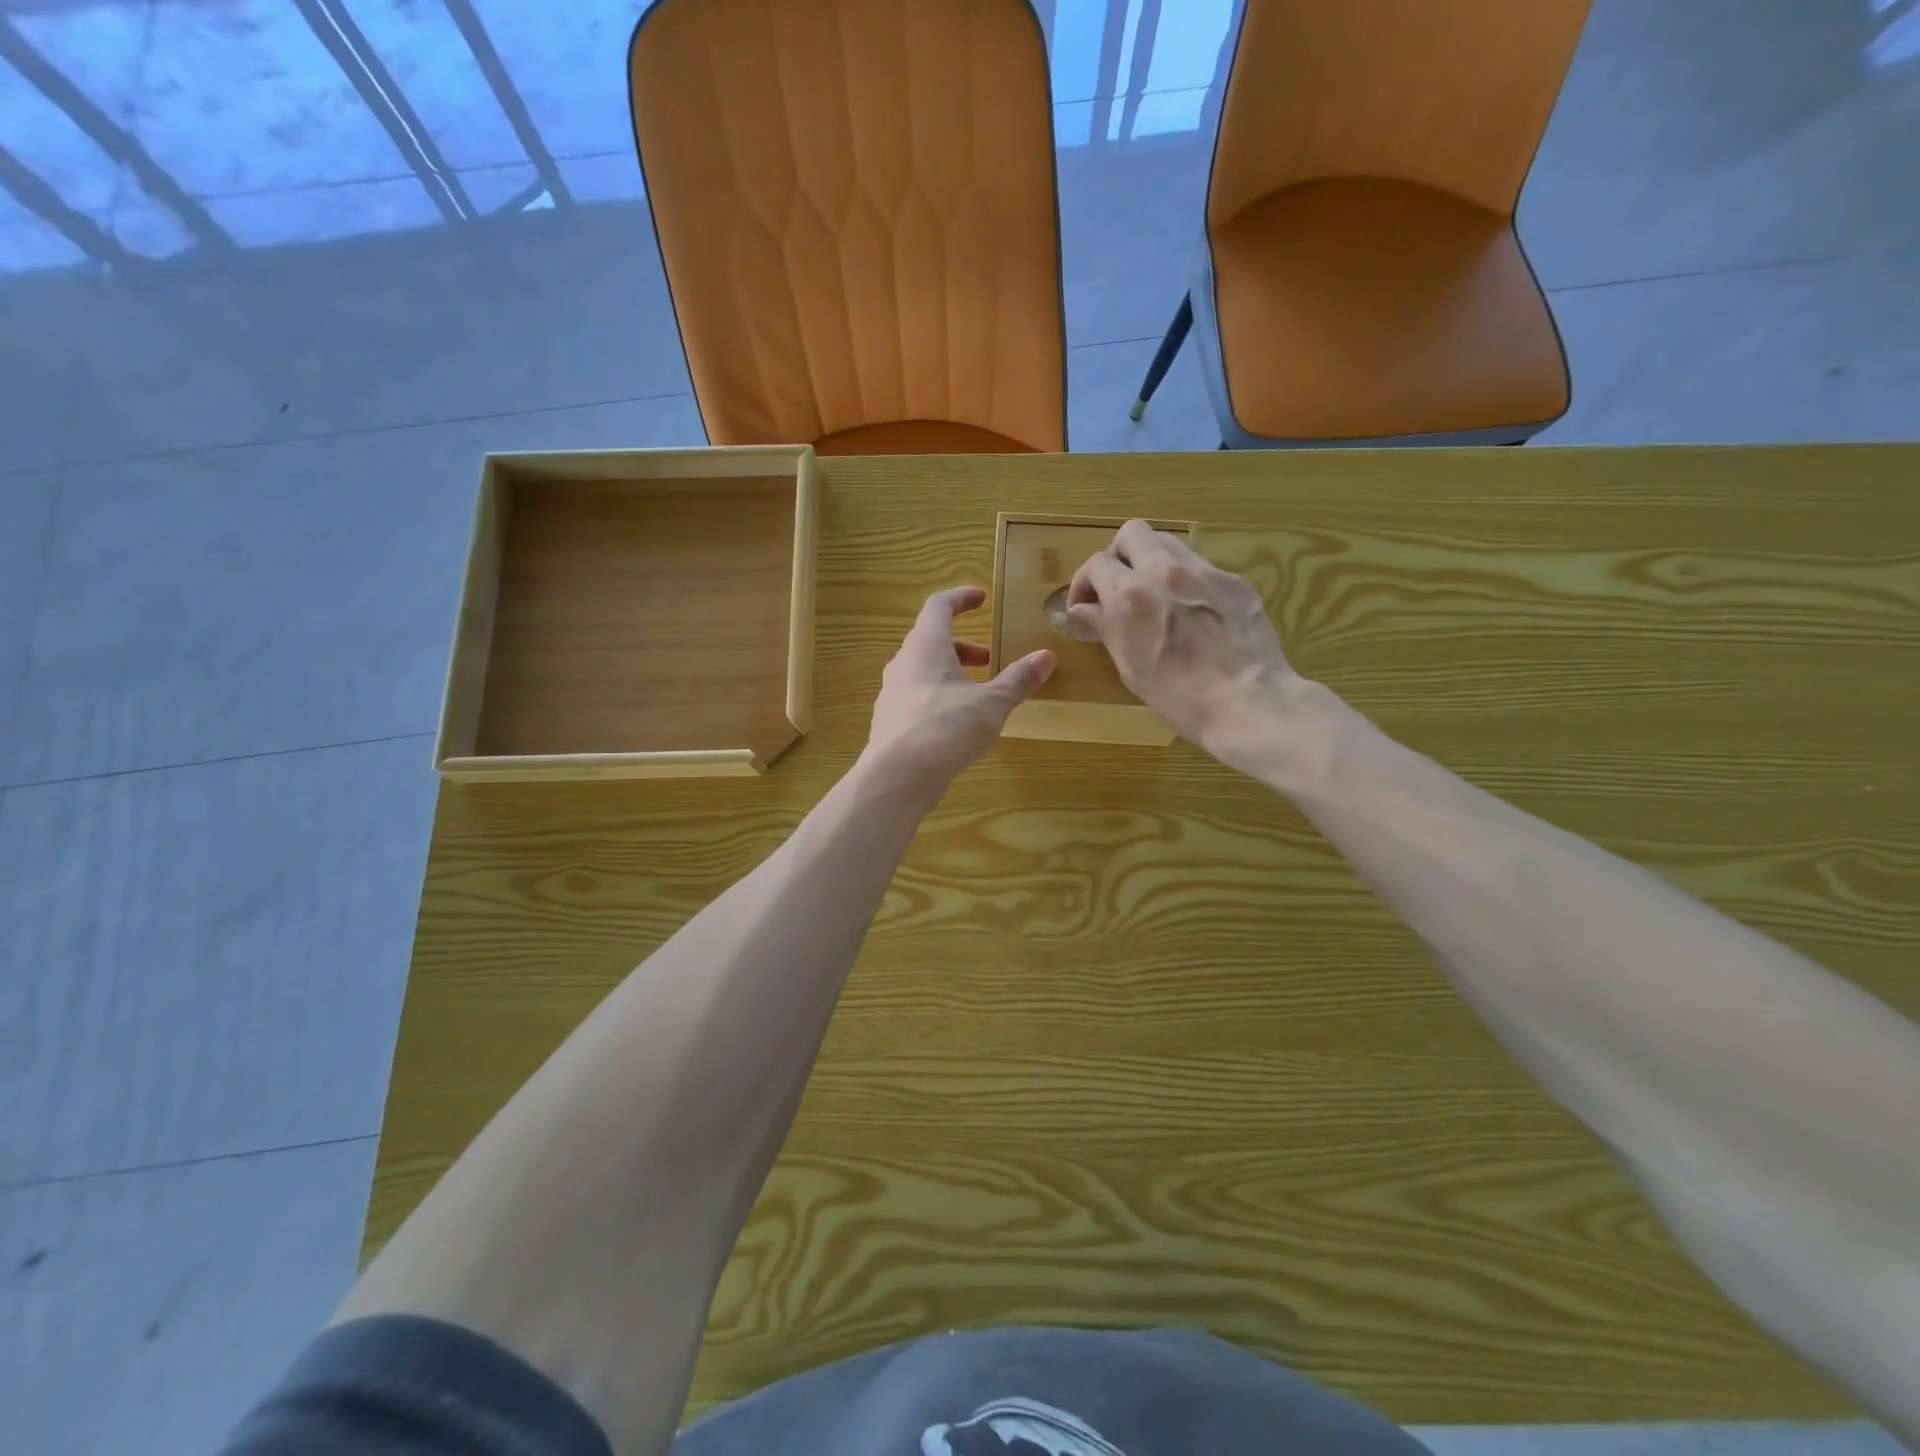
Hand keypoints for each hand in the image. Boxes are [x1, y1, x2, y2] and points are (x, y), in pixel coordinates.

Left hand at [866, 586, 1054, 786]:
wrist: (898, 776)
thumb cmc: (947, 727)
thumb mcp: (992, 703)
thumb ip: (1018, 679)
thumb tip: (1046, 656)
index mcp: (925, 646)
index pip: (938, 606)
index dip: (960, 598)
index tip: (981, 598)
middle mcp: (903, 664)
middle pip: (930, 641)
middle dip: (962, 646)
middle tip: (988, 658)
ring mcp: (892, 694)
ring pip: (922, 671)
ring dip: (950, 673)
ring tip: (976, 694)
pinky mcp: (889, 722)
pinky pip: (916, 698)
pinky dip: (937, 698)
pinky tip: (955, 724)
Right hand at [1066, 521, 1297, 775]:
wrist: (1247, 702)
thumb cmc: (1178, 697)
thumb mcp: (1130, 666)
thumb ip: (1104, 627)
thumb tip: (1080, 610)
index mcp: (1129, 595)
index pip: (1095, 564)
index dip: (1084, 583)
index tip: (1084, 606)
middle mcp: (1163, 571)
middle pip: (1131, 533)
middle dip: (1118, 556)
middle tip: (1118, 586)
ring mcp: (1203, 571)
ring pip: (1168, 543)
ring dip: (1152, 561)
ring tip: (1154, 595)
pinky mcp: (1233, 581)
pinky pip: (1200, 567)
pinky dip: (1185, 581)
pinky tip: (1193, 613)